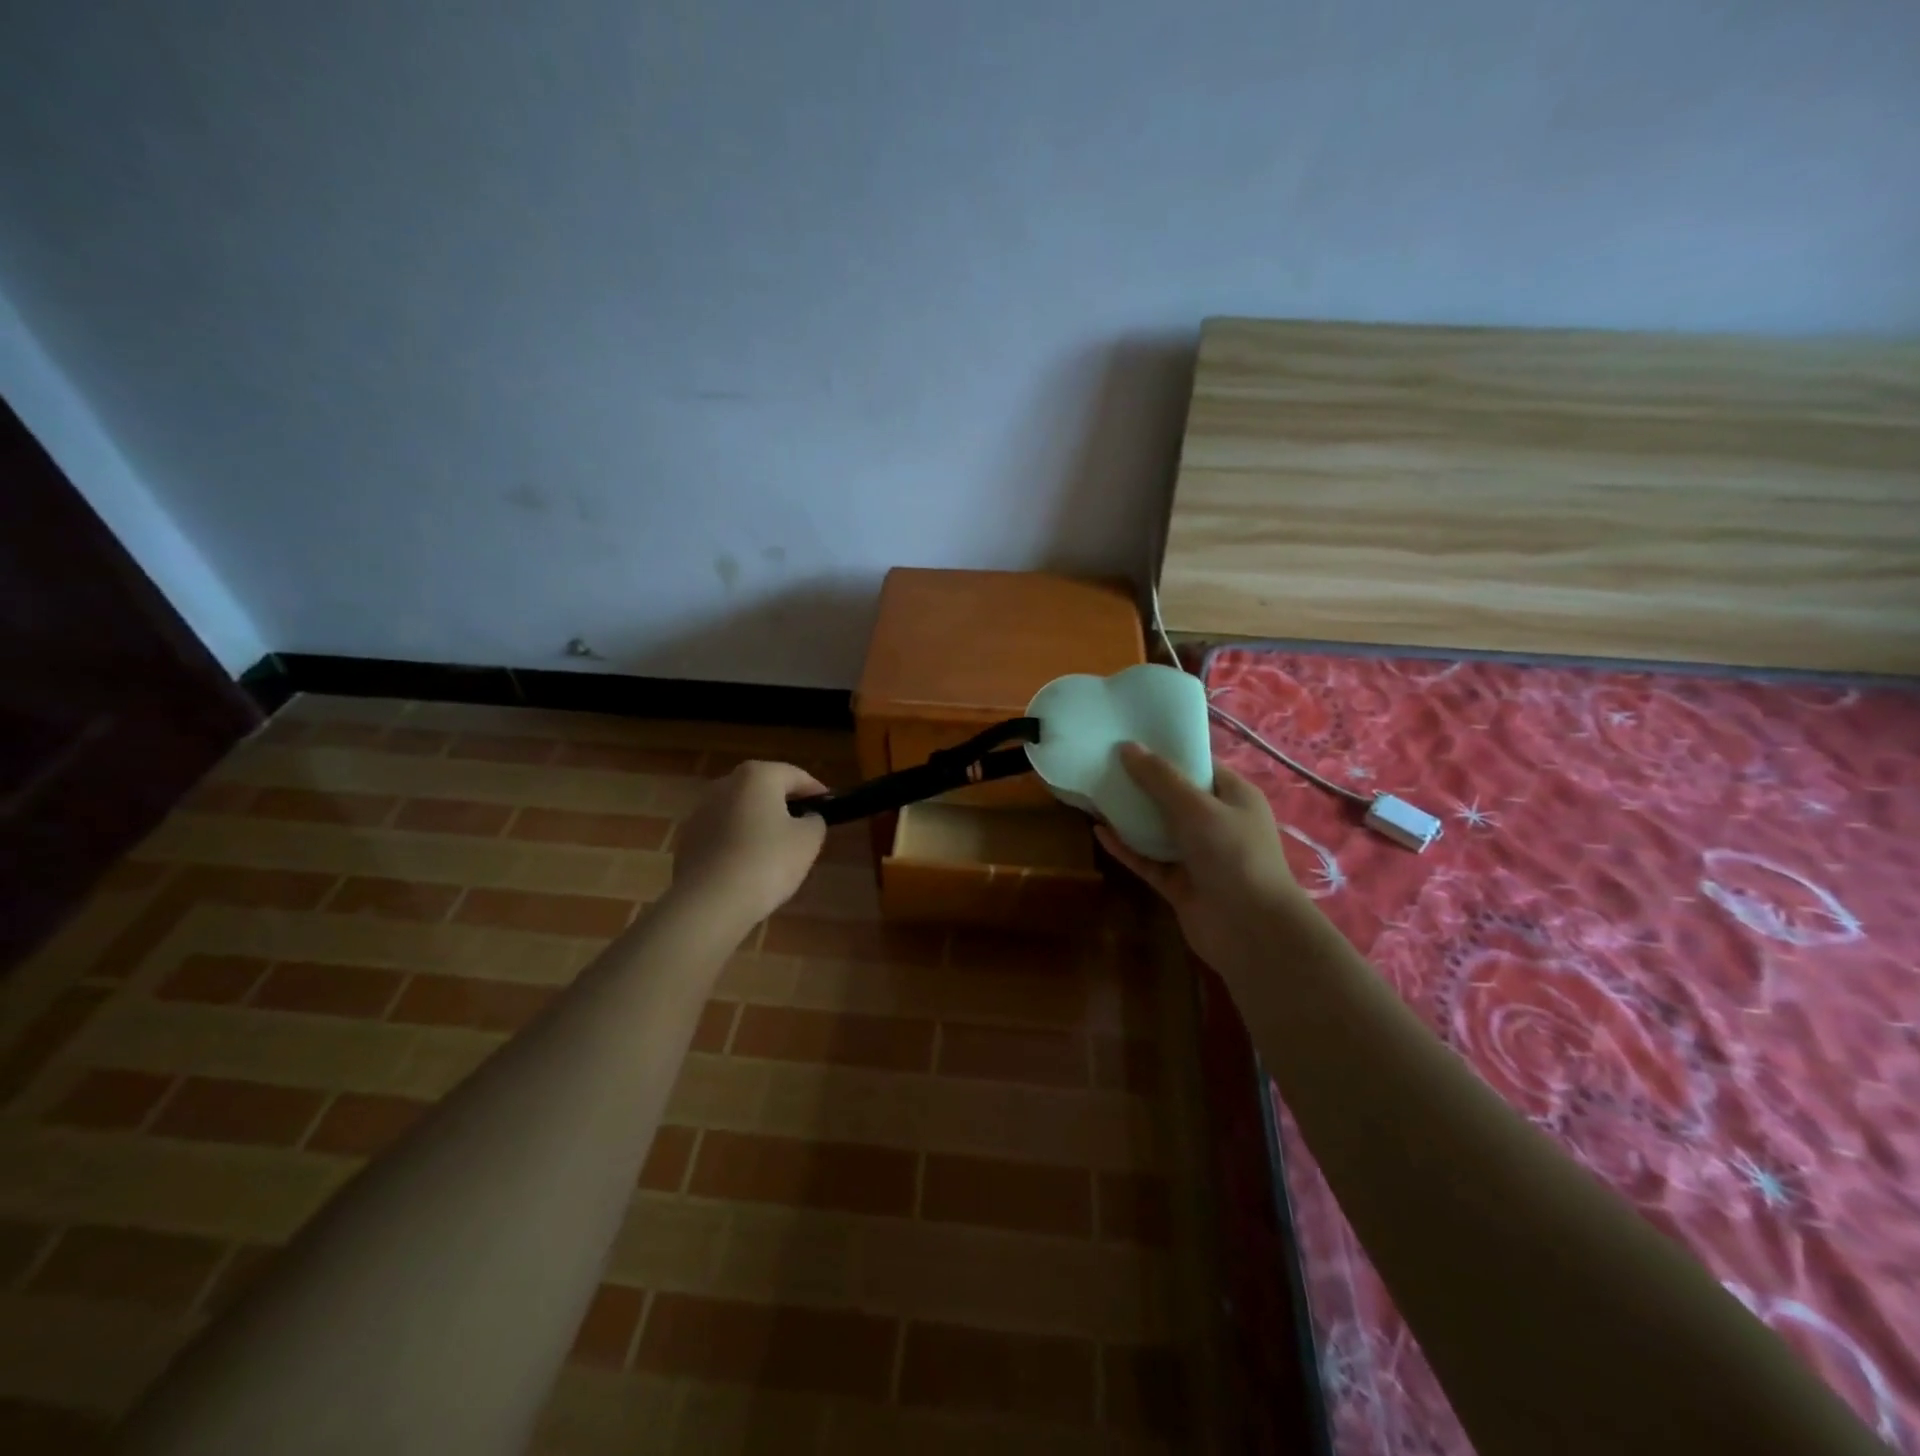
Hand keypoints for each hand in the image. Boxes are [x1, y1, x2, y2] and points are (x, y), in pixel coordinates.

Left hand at [669, 761, 827, 928]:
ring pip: (740, 811)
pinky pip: (722, 834)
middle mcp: (724, 785)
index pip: (795, 775)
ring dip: (758, 823)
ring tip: (775, 849)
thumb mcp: (808, 840)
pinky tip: (748, 865)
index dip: (816, 790)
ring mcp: (700, 812)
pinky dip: (738, 841)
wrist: (710, 903)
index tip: (829, 806)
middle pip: (763, 789)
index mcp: (756, 776)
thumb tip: (806, 818)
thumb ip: (814, 821)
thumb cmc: (767, 861)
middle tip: (804, 826)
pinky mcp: (687, 840)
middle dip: (784, 804)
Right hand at [1094, 743, 1311, 972]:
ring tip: (1094, 793)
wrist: (1251, 930)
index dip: (1166, 751)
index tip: (1130, 739)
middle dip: (1141, 782)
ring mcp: (1197, 855)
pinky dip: (1126, 847)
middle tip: (1103, 763)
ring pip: (1157, 828)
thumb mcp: (1197, 807)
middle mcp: (1216, 822)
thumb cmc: (1233, 855)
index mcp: (1233, 796)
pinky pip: (1147, 859)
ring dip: (1130, 815)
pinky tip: (1099, 832)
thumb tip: (1127, 747)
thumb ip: (1160, 778)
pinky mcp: (1178, 883)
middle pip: (1173, 796)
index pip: (1198, 765)